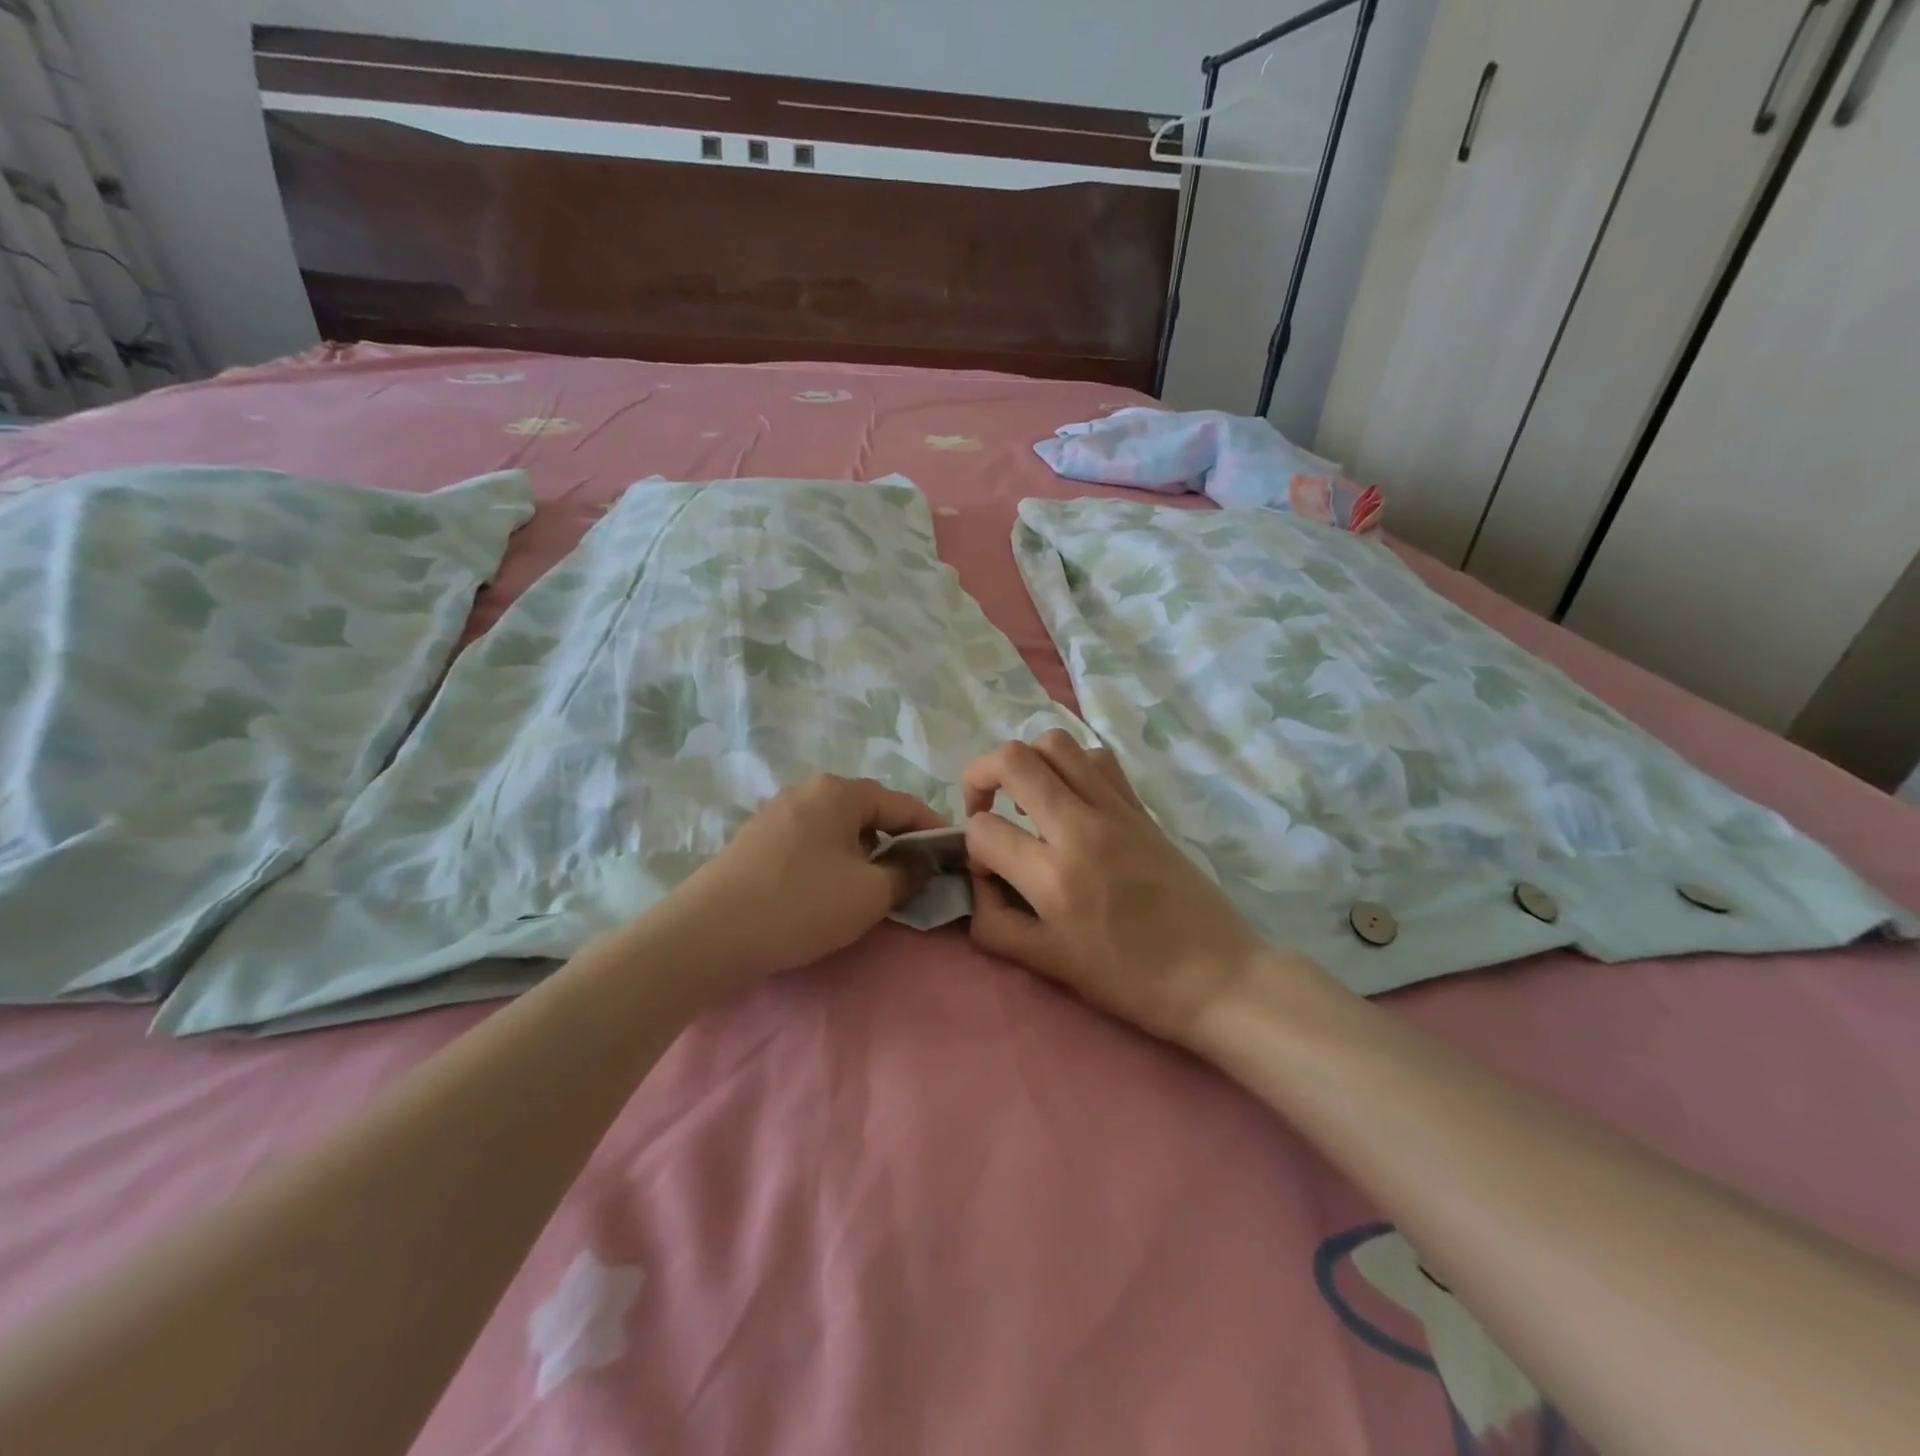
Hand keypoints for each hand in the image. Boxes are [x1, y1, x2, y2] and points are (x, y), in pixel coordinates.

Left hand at [664, 774, 948, 983]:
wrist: (709, 934)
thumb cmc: (802, 904)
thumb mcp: (871, 893)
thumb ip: (908, 873)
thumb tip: (921, 863)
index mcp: (841, 791)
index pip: (904, 804)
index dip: (933, 831)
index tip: (952, 858)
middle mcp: (808, 790)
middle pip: (869, 813)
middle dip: (896, 843)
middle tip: (913, 878)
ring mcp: (777, 813)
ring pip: (838, 829)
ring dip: (863, 854)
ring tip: (872, 889)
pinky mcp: (756, 840)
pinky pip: (811, 843)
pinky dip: (832, 862)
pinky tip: (828, 892)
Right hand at [962, 732, 1275, 1048]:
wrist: (1215, 975)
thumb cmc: (1130, 980)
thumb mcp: (1050, 965)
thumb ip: (996, 924)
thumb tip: (976, 884)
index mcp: (1053, 876)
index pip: (984, 830)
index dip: (970, 847)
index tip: (987, 871)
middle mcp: (1080, 828)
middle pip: (1013, 760)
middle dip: (979, 776)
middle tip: (983, 808)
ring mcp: (1115, 810)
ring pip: (1056, 743)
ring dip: (1026, 762)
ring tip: (1025, 798)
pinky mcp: (1141, 807)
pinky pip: (1098, 759)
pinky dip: (1071, 765)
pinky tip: (1070, 799)